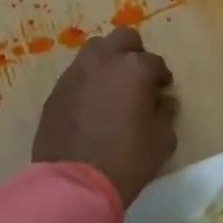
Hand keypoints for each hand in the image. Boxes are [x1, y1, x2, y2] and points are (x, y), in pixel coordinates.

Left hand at [33, 26, 178, 208]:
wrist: (75, 184)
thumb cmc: (127, 160)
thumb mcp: (162, 140)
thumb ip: (166, 114)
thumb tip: (164, 101)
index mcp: (134, 68)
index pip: (155, 63)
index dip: (161, 78)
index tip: (162, 92)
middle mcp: (104, 61)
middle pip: (123, 38)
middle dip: (134, 53)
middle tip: (137, 79)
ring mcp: (76, 74)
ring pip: (95, 51)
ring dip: (107, 62)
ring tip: (112, 88)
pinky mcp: (56, 91)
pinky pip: (76, 75)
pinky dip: (87, 82)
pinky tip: (91, 106)